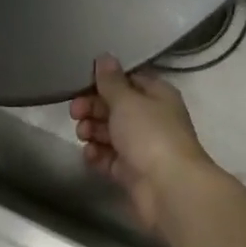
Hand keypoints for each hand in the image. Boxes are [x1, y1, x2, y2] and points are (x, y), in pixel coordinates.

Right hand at [70, 54, 218, 240]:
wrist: (169, 189)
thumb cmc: (150, 135)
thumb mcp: (127, 100)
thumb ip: (111, 80)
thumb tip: (104, 57)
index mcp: (157, 96)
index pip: (128, 80)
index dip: (105, 80)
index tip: (82, 83)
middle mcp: (151, 119)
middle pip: (115, 106)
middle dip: (93, 107)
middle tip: (76, 112)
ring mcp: (142, 147)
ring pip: (110, 132)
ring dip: (92, 130)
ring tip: (83, 135)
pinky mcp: (131, 172)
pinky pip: (109, 158)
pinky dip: (97, 155)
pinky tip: (90, 154)